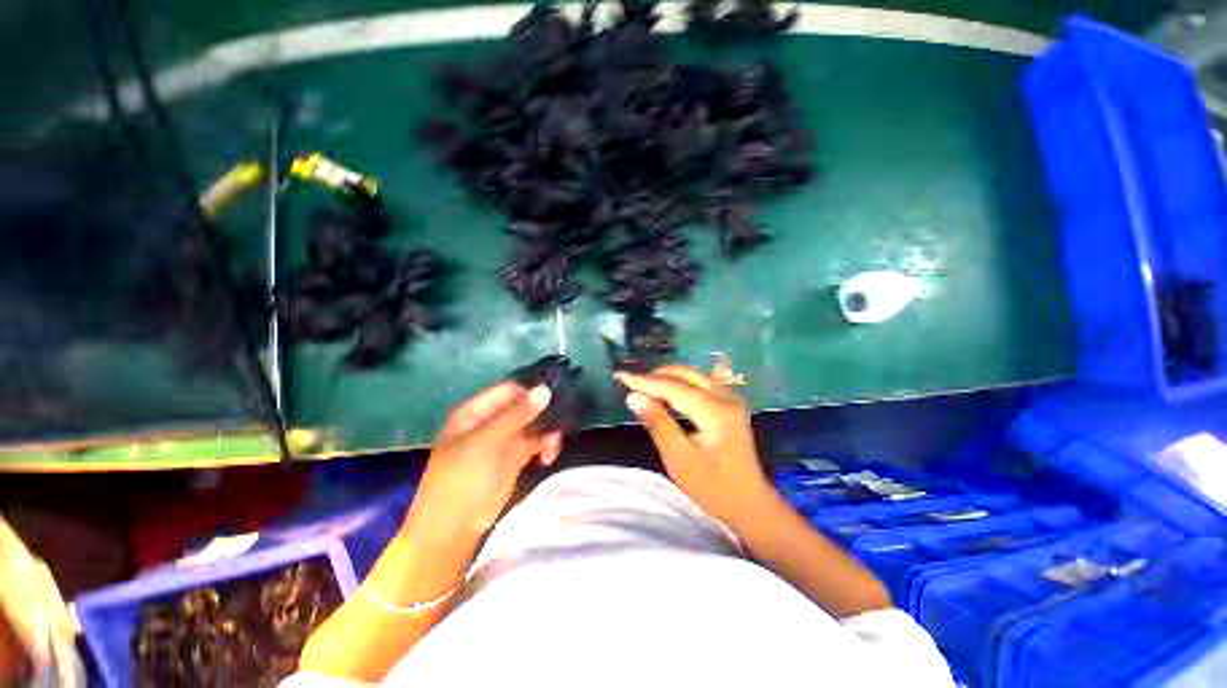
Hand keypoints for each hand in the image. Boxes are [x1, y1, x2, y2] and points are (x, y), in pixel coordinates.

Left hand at [406, 382, 561, 539]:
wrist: (453, 529)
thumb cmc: (462, 479)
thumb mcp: (486, 442)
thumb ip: (516, 415)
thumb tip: (545, 389)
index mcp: (476, 412)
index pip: (509, 390)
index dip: (531, 392)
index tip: (554, 398)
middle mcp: (491, 421)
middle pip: (524, 407)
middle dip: (543, 414)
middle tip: (561, 423)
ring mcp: (503, 440)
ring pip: (533, 425)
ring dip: (547, 432)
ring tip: (553, 446)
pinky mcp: (514, 458)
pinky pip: (535, 443)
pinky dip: (545, 446)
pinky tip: (548, 457)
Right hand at [616, 365, 771, 526]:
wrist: (749, 503)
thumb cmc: (714, 489)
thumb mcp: (680, 461)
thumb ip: (658, 424)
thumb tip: (633, 397)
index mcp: (716, 411)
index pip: (674, 387)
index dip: (645, 381)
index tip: (620, 375)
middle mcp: (726, 397)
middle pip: (685, 374)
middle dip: (655, 376)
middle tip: (629, 382)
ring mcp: (730, 398)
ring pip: (692, 376)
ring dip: (666, 378)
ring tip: (641, 386)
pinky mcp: (728, 404)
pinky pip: (699, 384)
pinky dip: (677, 384)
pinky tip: (663, 393)